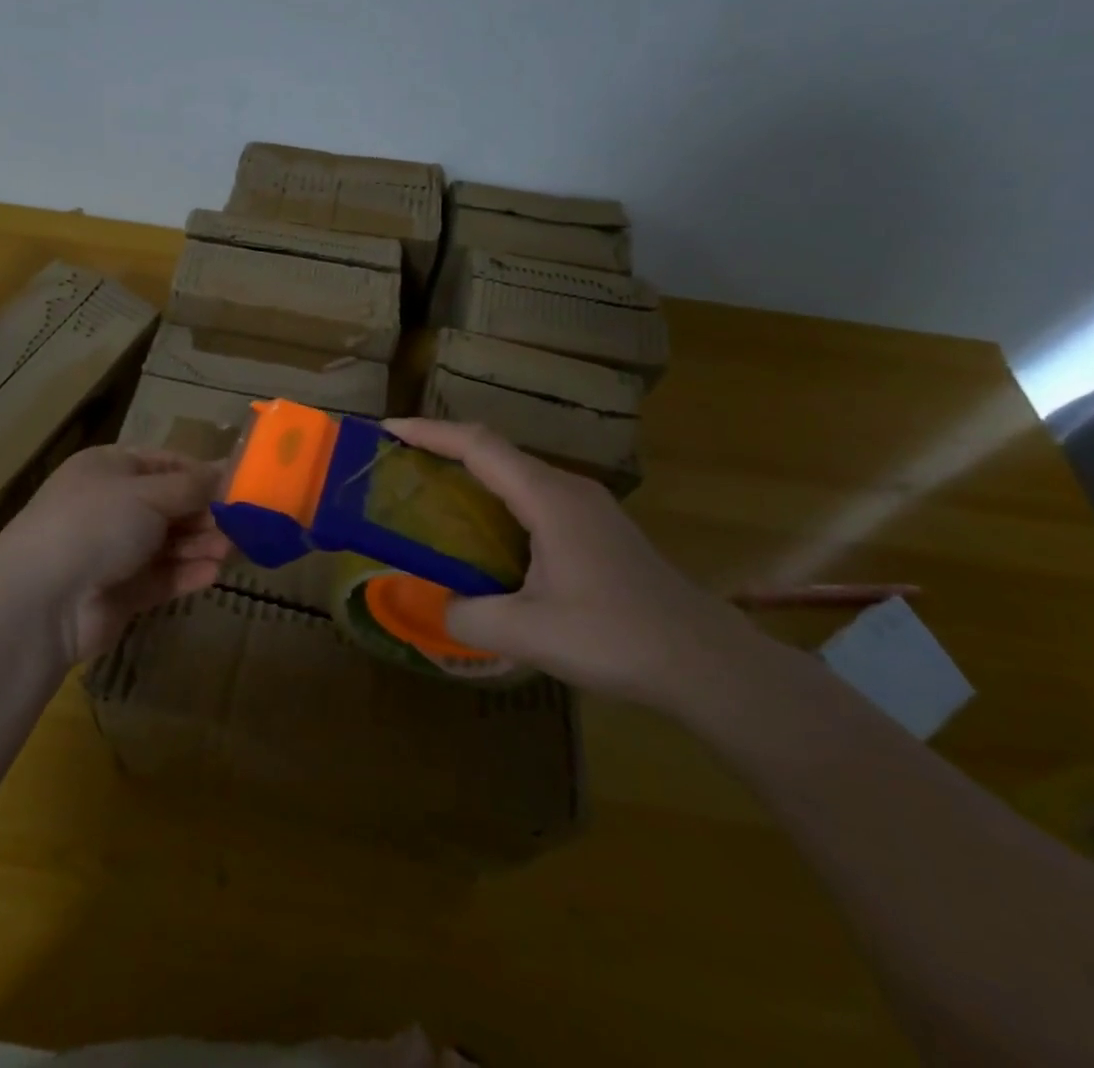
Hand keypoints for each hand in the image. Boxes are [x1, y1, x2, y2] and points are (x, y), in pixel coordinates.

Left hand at [0, 445, 230, 661]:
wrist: (41, 602)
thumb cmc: (95, 525)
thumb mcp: (148, 494)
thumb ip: (192, 486)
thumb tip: (228, 471)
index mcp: (109, 469)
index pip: (164, 464)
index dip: (201, 474)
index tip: (240, 484)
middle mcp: (111, 506)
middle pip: (170, 505)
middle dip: (206, 513)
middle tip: (246, 522)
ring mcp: (114, 551)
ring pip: (169, 543)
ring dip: (200, 544)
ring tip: (234, 549)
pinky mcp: (121, 592)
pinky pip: (162, 577)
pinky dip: (186, 574)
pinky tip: (214, 573)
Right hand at [384, 418, 754, 707]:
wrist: (706, 662)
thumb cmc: (616, 637)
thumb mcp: (528, 633)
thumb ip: (468, 616)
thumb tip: (438, 606)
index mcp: (547, 497)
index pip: (477, 445)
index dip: (429, 433)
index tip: (387, 430)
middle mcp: (566, 488)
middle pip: (495, 450)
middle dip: (443, 449)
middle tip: (399, 465)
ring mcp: (587, 506)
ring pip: (516, 474)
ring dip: (472, 475)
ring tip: (432, 495)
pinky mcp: (597, 528)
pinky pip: (534, 497)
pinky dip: (497, 501)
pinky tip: (485, 535)